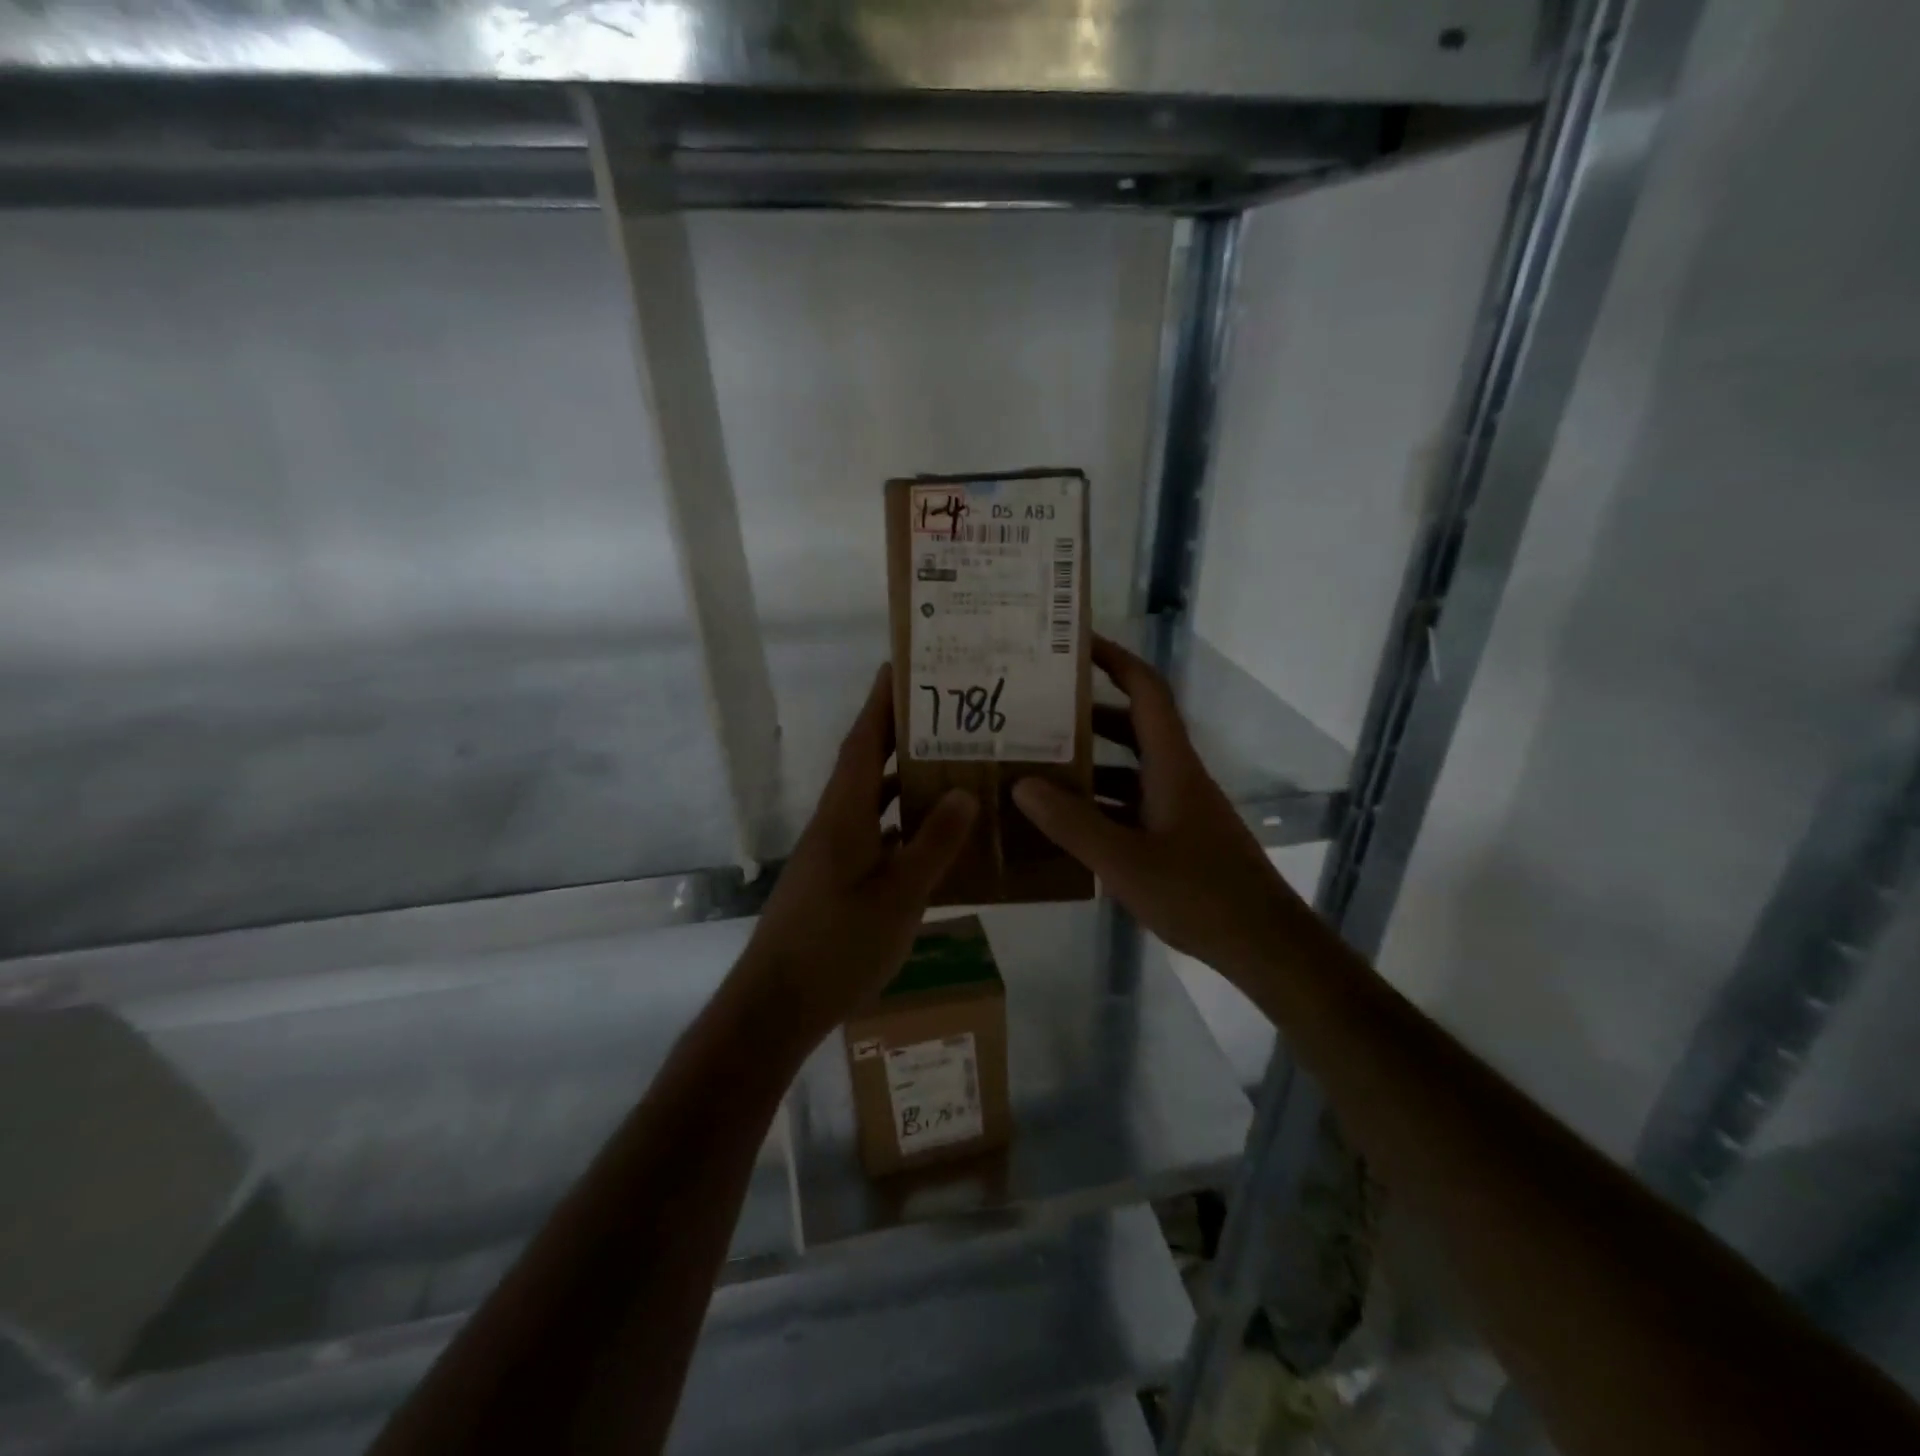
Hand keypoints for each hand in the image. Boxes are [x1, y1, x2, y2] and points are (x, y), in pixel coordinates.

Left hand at [733, 665, 976, 1048]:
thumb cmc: (836, 946)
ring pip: (872, 800)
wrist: (777, 1005)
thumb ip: (932, 844)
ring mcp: (833, 852)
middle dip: (901, 733)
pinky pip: (875, 834)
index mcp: (843, 814)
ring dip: (904, 779)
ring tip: (951, 764)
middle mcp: (834, 823)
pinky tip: (934, 835)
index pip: (863, 742)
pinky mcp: (836, 878)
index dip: (881, 702)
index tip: (902, 666)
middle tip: (947, 711)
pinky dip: (902, 824)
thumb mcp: (897, 897)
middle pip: (867, 764)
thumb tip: (962, 793)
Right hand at [1012, 636, 1306, 974]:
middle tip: (1036, 712)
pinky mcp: (1176, 837)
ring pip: (1128, 770)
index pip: (1146, 692)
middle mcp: (1175, 776)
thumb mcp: (1125, 861)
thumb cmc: (1199, 894)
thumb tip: (1023, 784)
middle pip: (1131, 727)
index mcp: (1171, 765)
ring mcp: (1177, 808)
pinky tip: (1063, 824)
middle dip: (1086, 714)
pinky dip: (1098, 805)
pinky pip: (1129, 806)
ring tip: (1035, 766)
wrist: (1262, 944)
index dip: (1115, 660)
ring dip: (1088, 764)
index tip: (1075, 645)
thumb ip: (1072, 823)